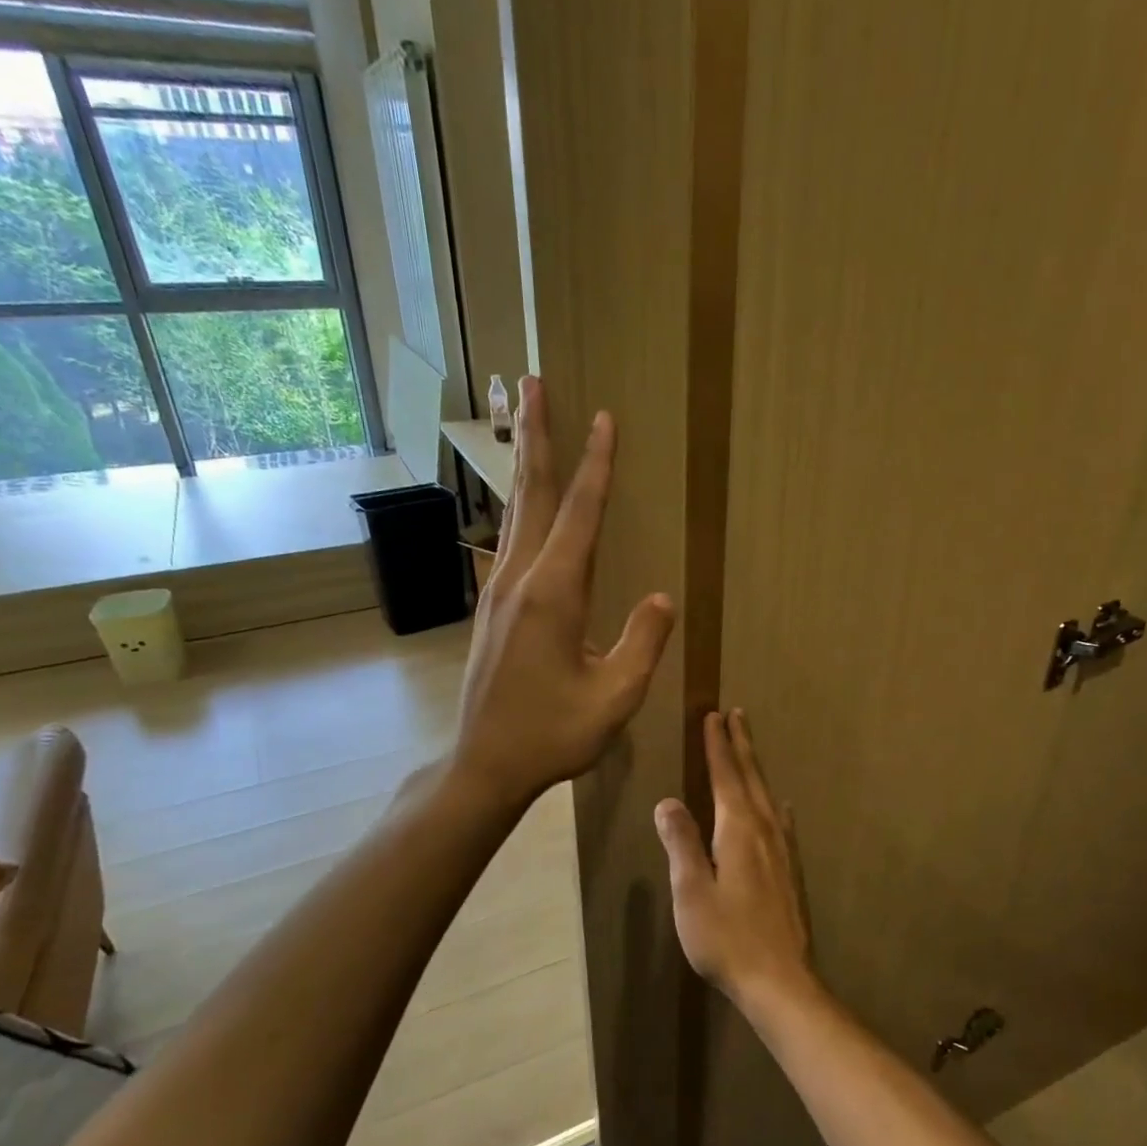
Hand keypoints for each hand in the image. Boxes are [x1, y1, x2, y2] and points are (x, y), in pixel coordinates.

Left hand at [453, 376, 675, 809]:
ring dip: (526, 464)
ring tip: (529, 423)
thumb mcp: (615, 698)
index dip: (597, 466)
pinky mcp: (492, 608)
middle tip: (533, 382)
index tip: (606, 419)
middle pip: (533, 494)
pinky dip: (522, 506)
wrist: (484, 764)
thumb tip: (662, 597)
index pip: (581, 514)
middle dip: (538, 436)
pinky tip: (527, 505)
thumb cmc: (553, 735)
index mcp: (554, 595)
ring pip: (516, 513)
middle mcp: (520, 580)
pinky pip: (511, 541)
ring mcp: (498, 591)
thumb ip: (642, 643)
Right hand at [654, 710, 815, 1012]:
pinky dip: (774, 804)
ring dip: (756, 767)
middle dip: (741, 745)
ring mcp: (782, 851)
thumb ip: (681, 843)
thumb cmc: (727, 938)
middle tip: (736, 715)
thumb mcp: (691, 891)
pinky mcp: (790, 872)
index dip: (717, 746)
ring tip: (749, 748)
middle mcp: (765, 831)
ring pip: (768, 796)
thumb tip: (668, 801)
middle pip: (751, 778)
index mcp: (738, 831)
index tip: (713, 717)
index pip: (725, 776)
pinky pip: (781, 822)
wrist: (780, 981)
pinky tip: (780, 807)